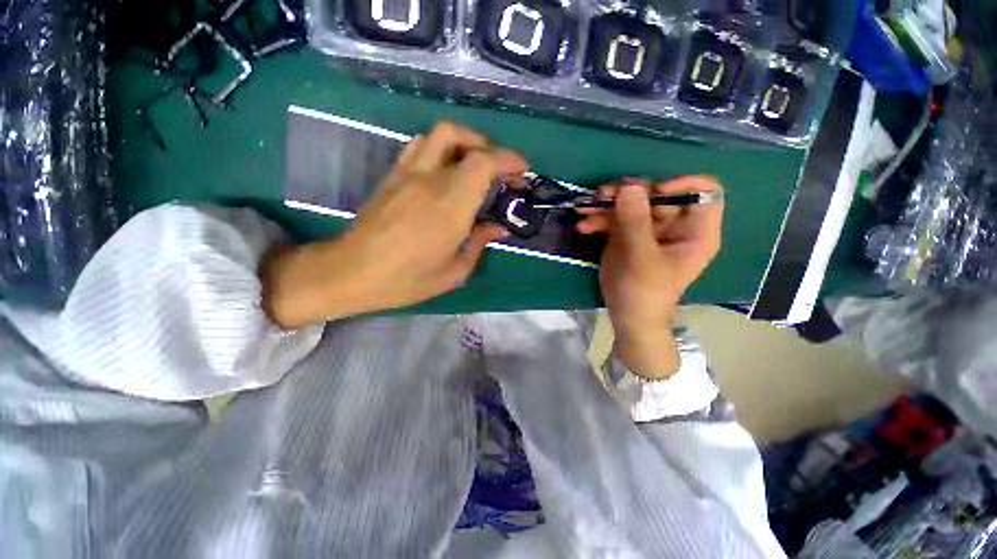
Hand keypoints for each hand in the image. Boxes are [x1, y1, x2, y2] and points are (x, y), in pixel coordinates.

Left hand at [264, 121, 527, 327]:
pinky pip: (420, 146)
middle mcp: (429, 180)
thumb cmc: (407, 279)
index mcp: (450, 206)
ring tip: (478, 164)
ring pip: (440, 134)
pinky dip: (442, 148)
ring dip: (466, 141)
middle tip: (502, 170)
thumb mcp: (454, 271)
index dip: (508, 160)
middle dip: (490, 148)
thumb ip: (479, 243)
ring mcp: (407, 173)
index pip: (483, 163)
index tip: (522, 171)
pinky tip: (448, 169)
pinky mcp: (393, 175)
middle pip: (462, 138)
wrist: (352, 273)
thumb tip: (498, 228)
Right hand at [576, 176, 723, 378]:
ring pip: (630, 203)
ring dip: (607, 204)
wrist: (626, 315)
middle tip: (602, 195)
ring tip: (585, 209)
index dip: (681, 184)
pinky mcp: (626, 234)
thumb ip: (635, 222)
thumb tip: (628, 185)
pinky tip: (583, 227)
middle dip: (628, 192)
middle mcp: (673, 224)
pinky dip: (598, 219)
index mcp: (695, 231)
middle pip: (657, 194)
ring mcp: (647, 228)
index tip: (653, 191)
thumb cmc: (645, 292)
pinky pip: (614, 218)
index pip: (703, 191)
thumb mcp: (641, 258)